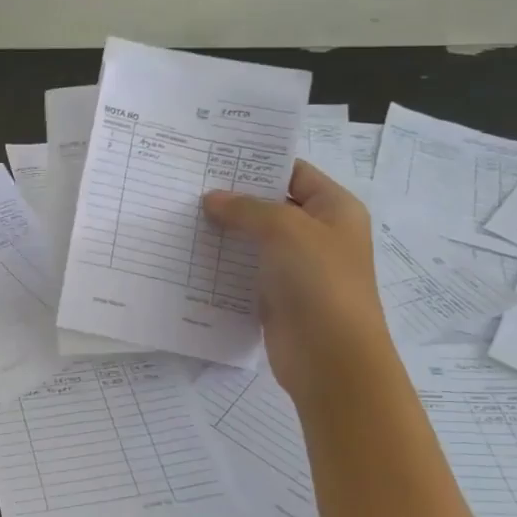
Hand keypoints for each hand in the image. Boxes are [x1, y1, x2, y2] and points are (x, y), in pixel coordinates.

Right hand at [202, 160, 388, 395]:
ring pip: (255, 240)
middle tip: (189, 186)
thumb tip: (212, 199)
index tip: (214, 158)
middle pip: (271, 205)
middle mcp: (318, 234)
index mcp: (334, 209)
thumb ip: (246, 208)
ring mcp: (297, 267)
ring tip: (181, 216)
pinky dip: (223, 264)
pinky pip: (246, 271)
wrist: (331, 358)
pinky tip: (190, 254)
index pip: (293, 172)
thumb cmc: (319, 282)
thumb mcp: (285, 229)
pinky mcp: (277, 296)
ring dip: (224, 231)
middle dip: (234, 197)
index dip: (257, 164)